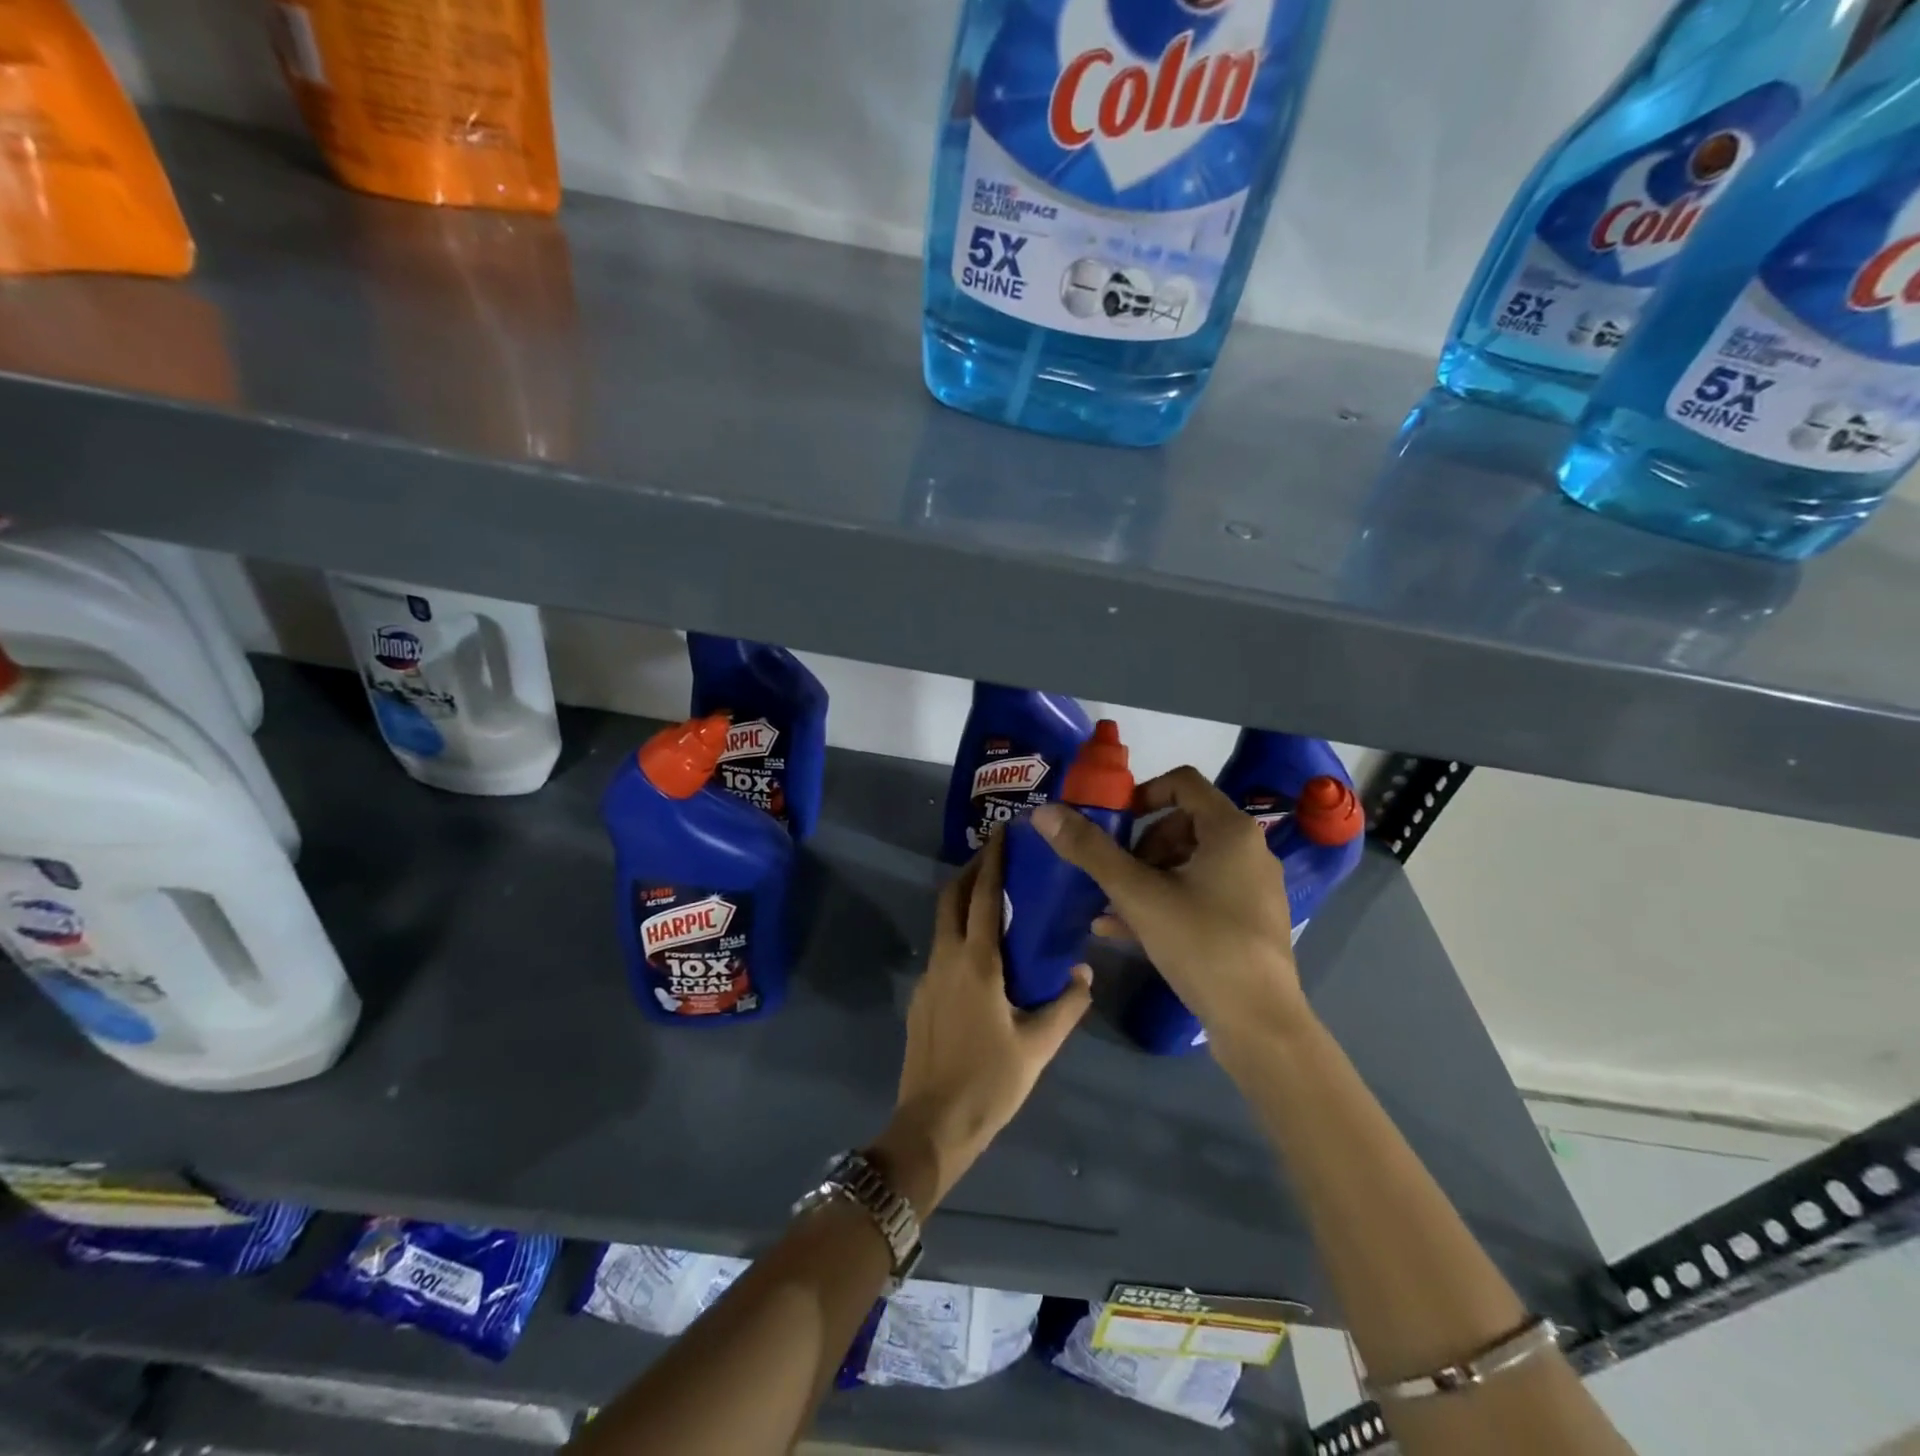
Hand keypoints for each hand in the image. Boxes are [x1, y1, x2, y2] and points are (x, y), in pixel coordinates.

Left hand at [877, 831, 1090, 1210]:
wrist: (931, 1125)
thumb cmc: (990, 1083)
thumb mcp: (1038, 1046)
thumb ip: (1066, 1005)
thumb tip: (1083, 972)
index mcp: (976, 963)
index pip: (984, 896)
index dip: (993, 862)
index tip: (1003, 834)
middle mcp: (946, 959)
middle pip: (952, 898)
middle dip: (971, 871)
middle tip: (996, 857)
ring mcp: (928, 978)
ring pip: (943, 923)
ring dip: (964, 901)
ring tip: (994, 900)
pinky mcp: (920, 998)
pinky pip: (941, 950)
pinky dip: (959, 933)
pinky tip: (982, 955)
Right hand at [1030, 767, 1308, 1046]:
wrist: (1258, 1024)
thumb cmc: (1201, 944)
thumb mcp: (1137, 895)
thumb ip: (1091, 851)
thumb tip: (1044, 812)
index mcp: (1230, 831)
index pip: (1182, 782)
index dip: (1141, 794)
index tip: (1112, 822)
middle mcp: (1248, 851)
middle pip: (1183, 823)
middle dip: (1139, 844)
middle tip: (1113, 870)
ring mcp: (1252, 888)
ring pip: (1188, 863)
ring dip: (1145, 876)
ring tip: (1110, 904)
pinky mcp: (1248, 921)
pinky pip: (1200, 894)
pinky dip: (1164, 900)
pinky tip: (1121, 929)